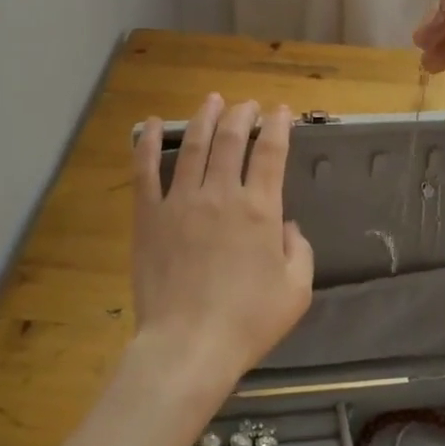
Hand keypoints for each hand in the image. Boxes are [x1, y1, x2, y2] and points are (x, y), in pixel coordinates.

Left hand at [130, 96, 314, 392]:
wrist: (188, 345)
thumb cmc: (248, 321)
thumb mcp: (296, 290)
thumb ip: (300, 250)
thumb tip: (287, 226)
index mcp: (260, 209)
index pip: (270, 152)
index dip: (277, 126)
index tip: (280, 111)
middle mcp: (221, 194)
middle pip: (231, 139)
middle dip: (242, 114)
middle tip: (248, 105)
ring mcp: (181, 202)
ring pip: (192, 145)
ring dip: (204, 118)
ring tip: (212, 100)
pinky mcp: (149, 216)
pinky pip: (145, 172)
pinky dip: (145, 143)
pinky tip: (149, 123)